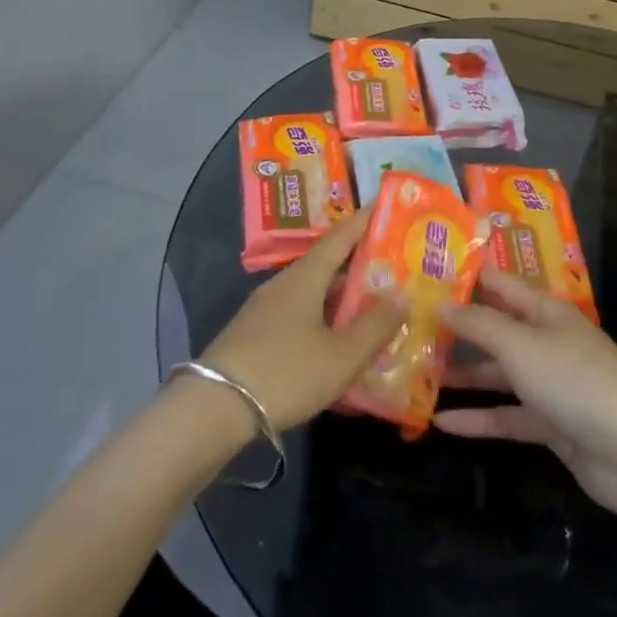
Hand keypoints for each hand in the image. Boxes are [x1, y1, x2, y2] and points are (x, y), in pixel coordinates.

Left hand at [199, 207, 405, 430]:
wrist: (213, 409)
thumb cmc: (285, 372)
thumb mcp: (341, 355)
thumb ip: (375, 326)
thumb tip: (402, 295)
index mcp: (305, 277)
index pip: (340, 237)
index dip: (364, 222)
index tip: (386, 208)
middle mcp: (284, 284)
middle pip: (327, 265)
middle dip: (360, 265)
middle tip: (394, 268)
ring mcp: (265, 309)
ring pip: (313, 292)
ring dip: (342, 296)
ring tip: (373, 307)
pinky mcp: (255, 334)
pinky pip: (300, 314)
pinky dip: (324, 318)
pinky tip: (337, 340)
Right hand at [436, 270, 616, 520]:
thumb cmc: (575, 381)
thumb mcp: (521, 345)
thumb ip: (479, 325)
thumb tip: (441, 304)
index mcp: (544, 311)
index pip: (499, 284)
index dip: (464, 278)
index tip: (423, 274)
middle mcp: (545, 341)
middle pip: (495, 329)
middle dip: (456, 329)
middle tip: (407, 327)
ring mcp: (549, 384)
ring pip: (497, 374)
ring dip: (462, 375)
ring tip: (416, 374)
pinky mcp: (550, 424)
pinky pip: (506, 415)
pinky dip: (478, 418)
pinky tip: (439, 422)